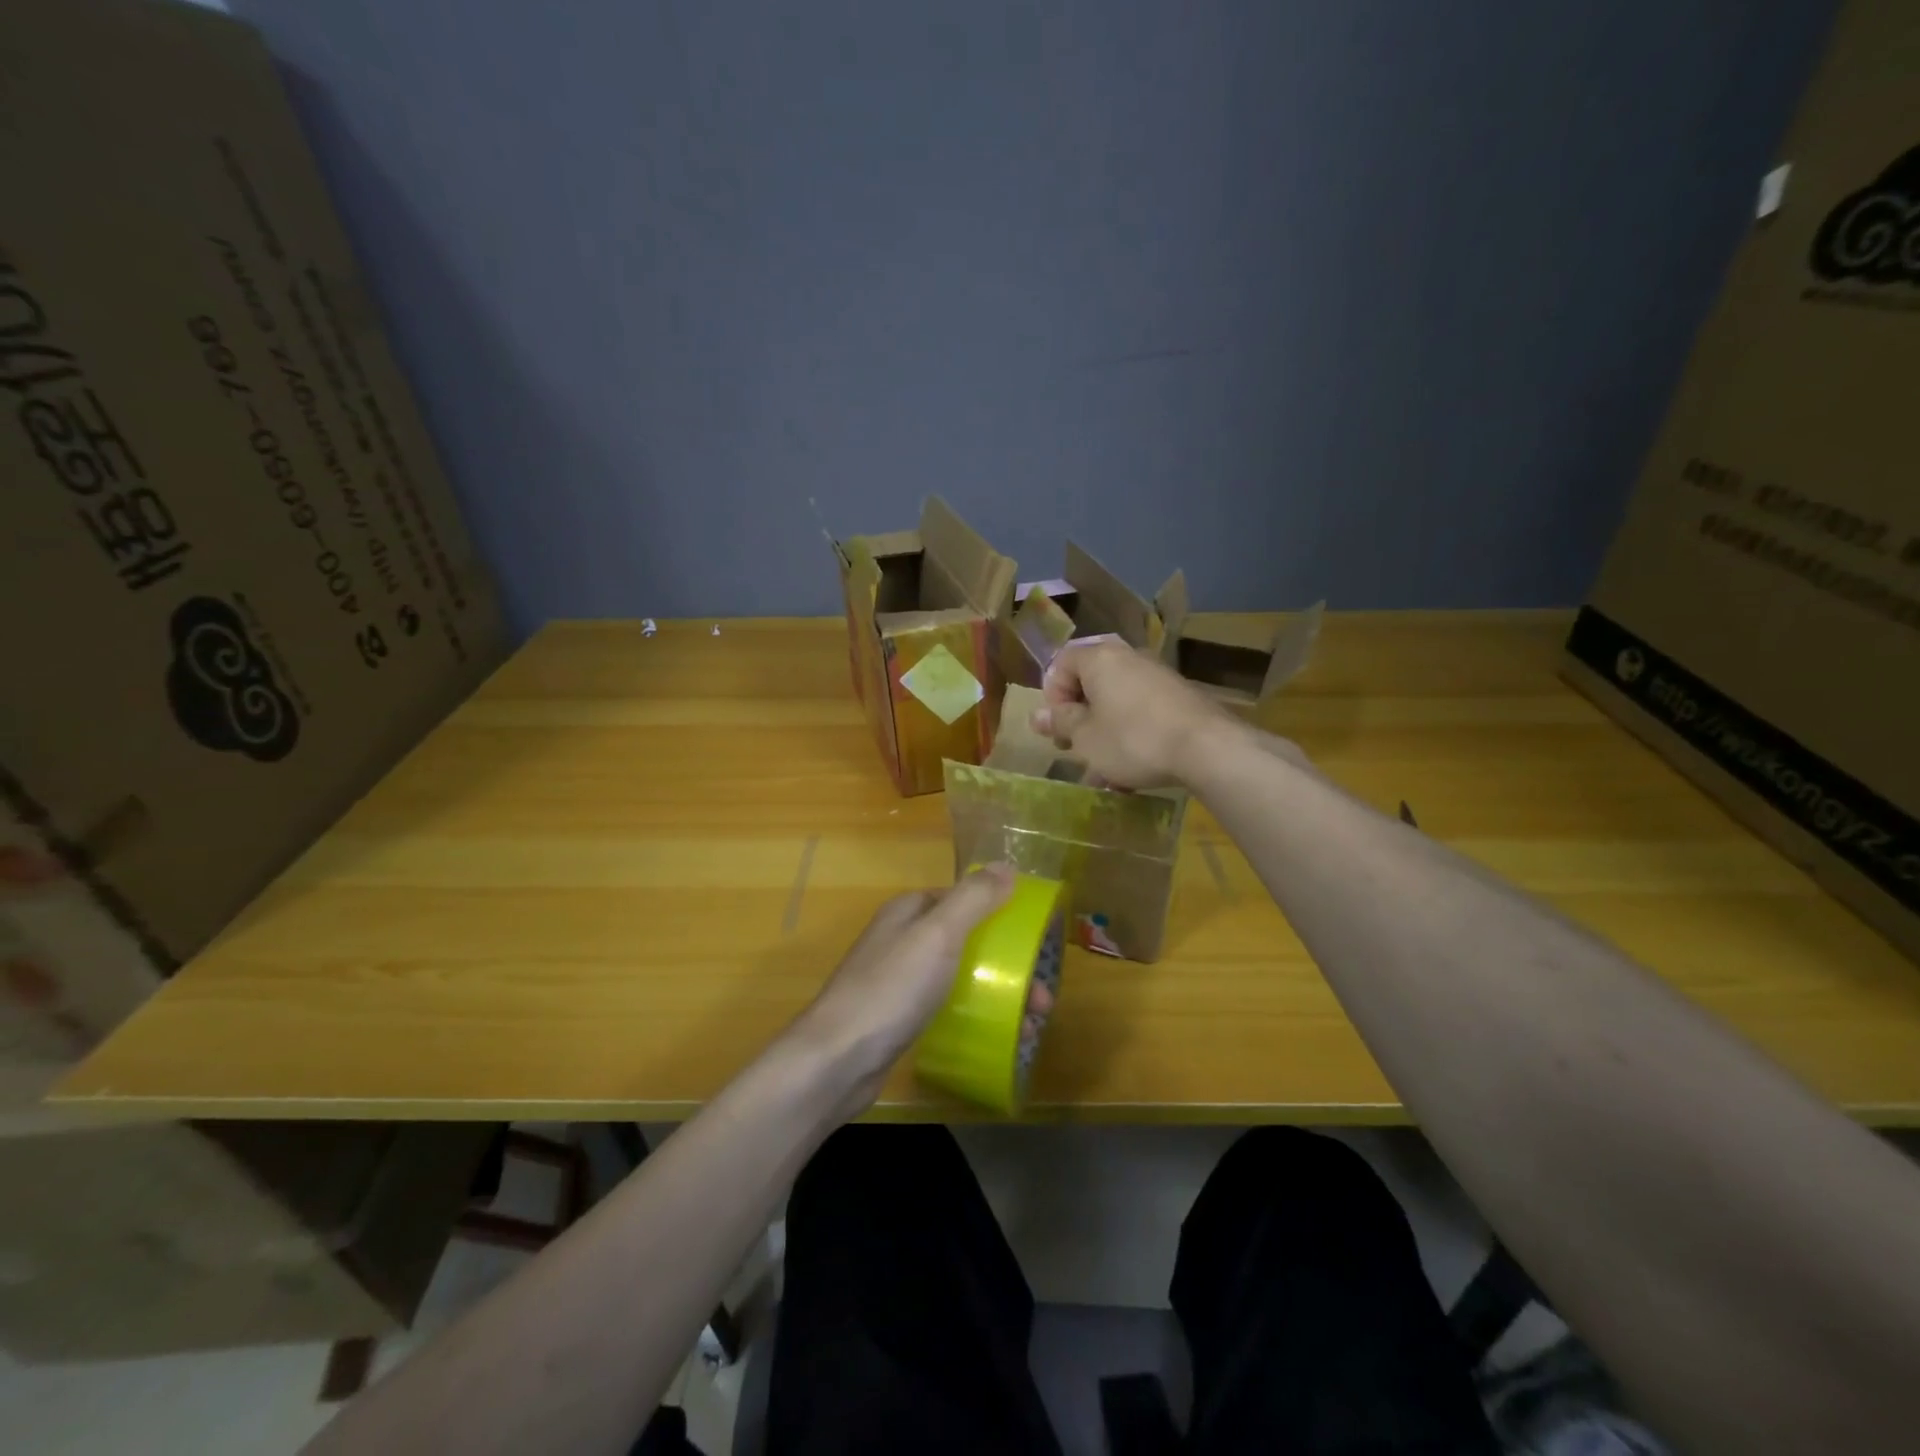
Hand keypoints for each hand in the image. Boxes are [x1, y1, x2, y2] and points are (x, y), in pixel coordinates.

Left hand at [793, 865, 1014, 1114]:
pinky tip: (997, 1037)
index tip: (1033, 939)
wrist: (837, 1060)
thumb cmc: (892, 988)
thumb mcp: (938, 934)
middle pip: (965, 940)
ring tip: (1032, 1026)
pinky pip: (947, 1007)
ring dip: (997, 993)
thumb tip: (1007, 866)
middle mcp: (902, 940)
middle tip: (1042, 998)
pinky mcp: (899, 1018)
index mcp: (909, 912)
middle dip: (1006, 964)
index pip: (961, 898)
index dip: (998, 912)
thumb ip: (974, 898)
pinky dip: (975, 1015)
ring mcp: (898, 981)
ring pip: (959, 976)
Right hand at [1030, 639, 1235, 788]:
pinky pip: (1142, 713)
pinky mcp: (1180, 697)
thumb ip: (1061, 723)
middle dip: (1079, 718)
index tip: (1057, 728)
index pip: (1061, 663)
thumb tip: (1035, 715)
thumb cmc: (1132, 739)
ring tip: (1104, 773)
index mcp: (1099, 658)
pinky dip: (1131, 736)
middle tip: (1075, 748)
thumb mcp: (1086, 737)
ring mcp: (1157, 676)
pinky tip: (1133, 773)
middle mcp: (1128, 658)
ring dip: (1104, 734)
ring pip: (1117, 703)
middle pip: (1091, 683)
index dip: (1052, 696)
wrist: (1207, 748)